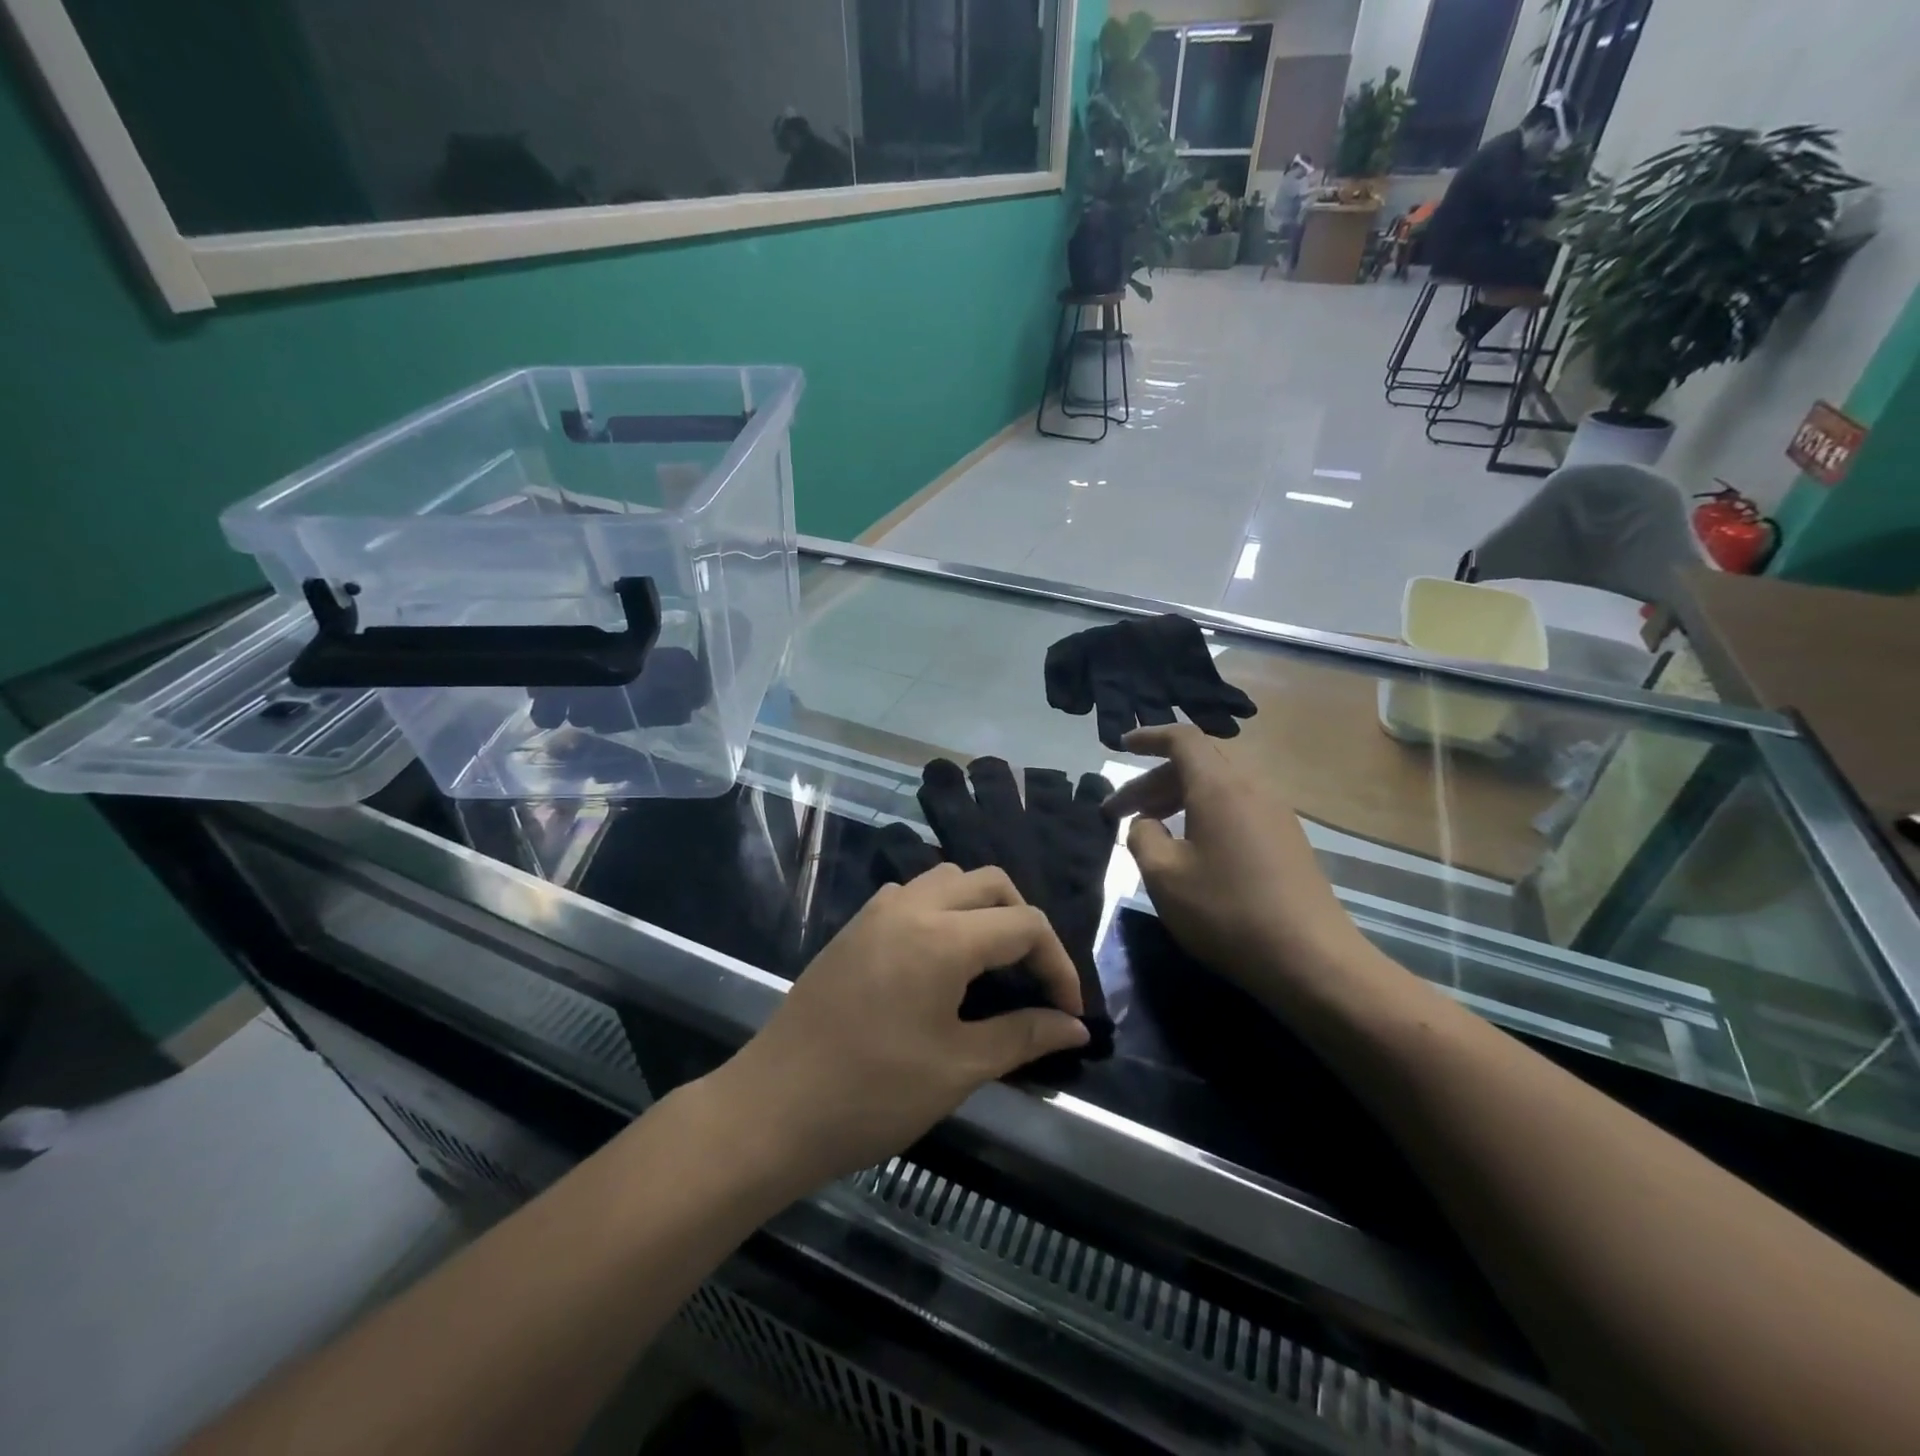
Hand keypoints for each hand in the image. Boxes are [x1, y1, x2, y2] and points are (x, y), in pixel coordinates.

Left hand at [716, 864, 1089, 1188]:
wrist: (772, 1108)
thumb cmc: (872, 1094)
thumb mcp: (958, 1069)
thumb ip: (1023, 1036)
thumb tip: (1074, 1025)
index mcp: (943, 936)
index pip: (1024, 924)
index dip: (1058, 964)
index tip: (1068, 1012)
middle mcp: (912, 906)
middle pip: (990, 883)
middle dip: (1024, 922)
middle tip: (1033, 977)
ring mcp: (876, 913)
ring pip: (947, 879)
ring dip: (981, 908)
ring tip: (991, 963)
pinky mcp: (853, 929)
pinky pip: (911, 895)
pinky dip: (941, 910)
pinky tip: (939, 959)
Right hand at [1107, 724, 1369, 1005]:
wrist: (1312, 960)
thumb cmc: (1227, 912)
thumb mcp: (1164, 876)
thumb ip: (1143, 836)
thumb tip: (1146, 823)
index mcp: (1219, 787)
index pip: (1182, 739)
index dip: (1149, 737)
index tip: (1121, 746)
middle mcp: (1251, 789)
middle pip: (1197, 764)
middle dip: (1153, 781)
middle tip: (1119, 812)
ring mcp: (1275, 814)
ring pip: (1217, 788)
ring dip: (1178, 799)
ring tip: (1152, 829)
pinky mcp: (1287, 841)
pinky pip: (1236, 809)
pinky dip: (1204, 815)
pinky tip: (1192, 850)